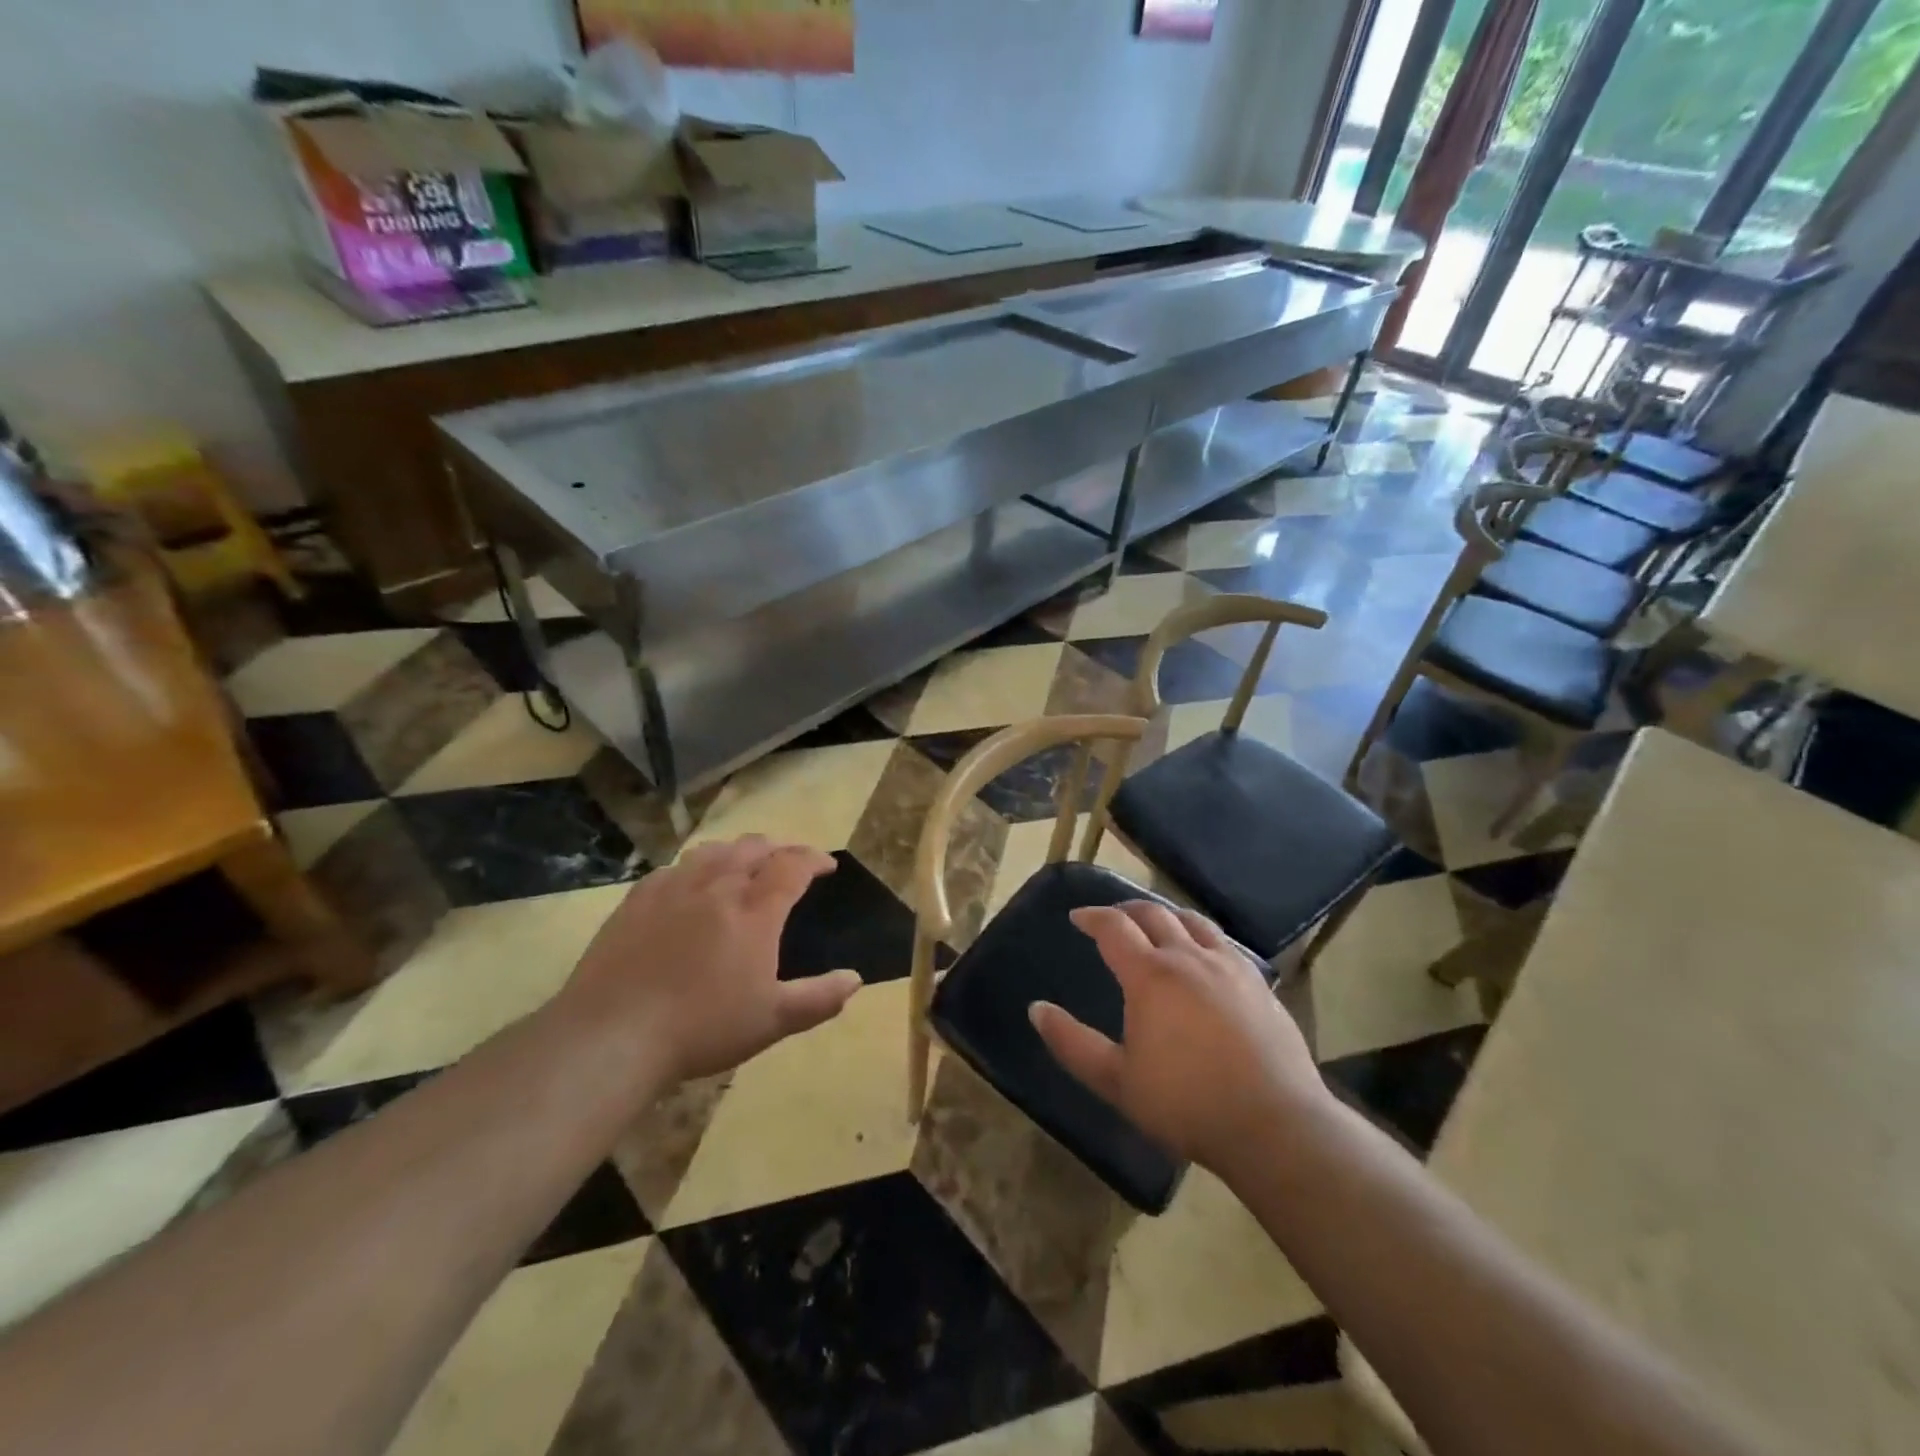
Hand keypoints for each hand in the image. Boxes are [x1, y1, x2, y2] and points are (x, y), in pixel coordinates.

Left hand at [561, 836, 861, 1086]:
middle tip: (790, 859)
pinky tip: (692, 882)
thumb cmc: (702, 1027)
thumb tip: (855, 978)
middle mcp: (717, 886)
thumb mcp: (772, 1021)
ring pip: (714, 850)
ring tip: (745, 862)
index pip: (792, 866)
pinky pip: (674, 868)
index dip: (814, 859)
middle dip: (780, 847)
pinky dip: (696, 866)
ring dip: (738, 850)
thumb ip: (819, 998)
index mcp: (755, 910)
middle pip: (754, 847)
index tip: (827, 865)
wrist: (613, 1034)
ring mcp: (674, 889)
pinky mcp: (637, 900)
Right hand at [1029, 902, 1328, 1175]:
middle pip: (1154, 914)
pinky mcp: (1259, 983)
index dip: (1093, 917)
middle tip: (1112, 916)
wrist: (1274, 1124)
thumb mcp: (1117, 1081)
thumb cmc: (1187, 1103)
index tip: (1078, 917)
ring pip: (1193, 922)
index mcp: (1150, 975)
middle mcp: (1189, 958)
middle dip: (1127, 909)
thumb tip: (1036, 1010)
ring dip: (1167, 915)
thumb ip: (1072, 1043)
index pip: (1114, 927)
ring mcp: (1229, 966)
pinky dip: (1201, 935)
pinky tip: (1203, 953)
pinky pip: (1224, 942)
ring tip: (1156, 924)